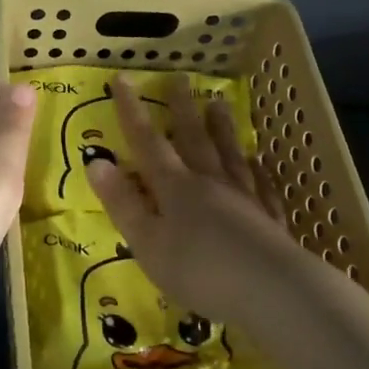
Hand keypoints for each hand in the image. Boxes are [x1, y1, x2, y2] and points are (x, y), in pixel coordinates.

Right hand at [85, 75, 302, 324]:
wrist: (271, 290)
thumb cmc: (199, 270)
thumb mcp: (147, 242)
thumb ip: (123, 202)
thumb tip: (96, 161)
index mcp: (175, 188)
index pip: (147, 142)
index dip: (132, 111)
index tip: (122, 79)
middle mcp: (210, 183)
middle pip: (194, 138)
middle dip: (182, 108)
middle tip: (180, 77)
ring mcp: (245, 197)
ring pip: (229, 154)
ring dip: (221, 128)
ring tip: (218, 103)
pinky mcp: (270, 218)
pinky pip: (262, 185)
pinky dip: (258, 169)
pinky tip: (259, 160)